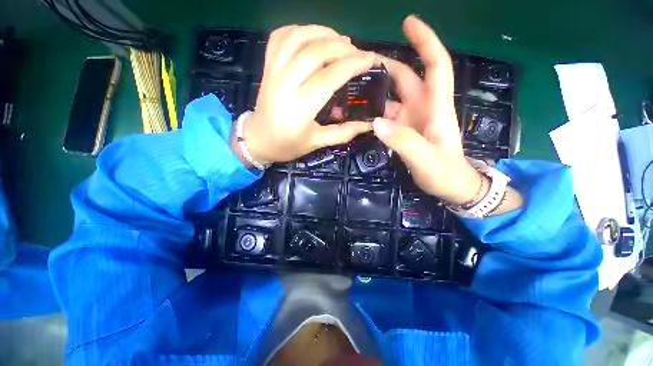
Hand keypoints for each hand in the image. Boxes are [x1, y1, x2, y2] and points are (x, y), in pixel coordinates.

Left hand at [233, 25, 375, 165]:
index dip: (352, 65)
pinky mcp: (267, 66)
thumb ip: (342, 133)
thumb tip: (368, 125)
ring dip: (323, 32)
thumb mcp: (316, 143)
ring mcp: (273, 71)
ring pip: (298, 37)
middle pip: (315, 52)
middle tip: (357, 52)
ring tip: (340, 41)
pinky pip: (280, 36)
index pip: (329, 77)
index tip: (370, 59)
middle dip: (342, 47)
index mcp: (299, 108)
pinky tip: (313, 37)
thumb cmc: (287, 145)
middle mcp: (285, 84)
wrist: (257, 140)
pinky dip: (300, 30)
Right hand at [372, 15, 481, 204]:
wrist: (451, 187)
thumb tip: (376, 122)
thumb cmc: (446, 173)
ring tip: (350, 92)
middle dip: (385, 66)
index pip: (435, 65)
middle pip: (405, 78)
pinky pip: (385, 117)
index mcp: (435, 108)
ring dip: (373, 93)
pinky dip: (372, 114)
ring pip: (391, 99)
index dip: (425, 41)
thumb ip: (403, 141)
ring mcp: (411, 120)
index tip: (408, 22)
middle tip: (357, 64)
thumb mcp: (427, 159)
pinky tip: (358, 116)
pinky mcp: (403, 132)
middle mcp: (422, 108)